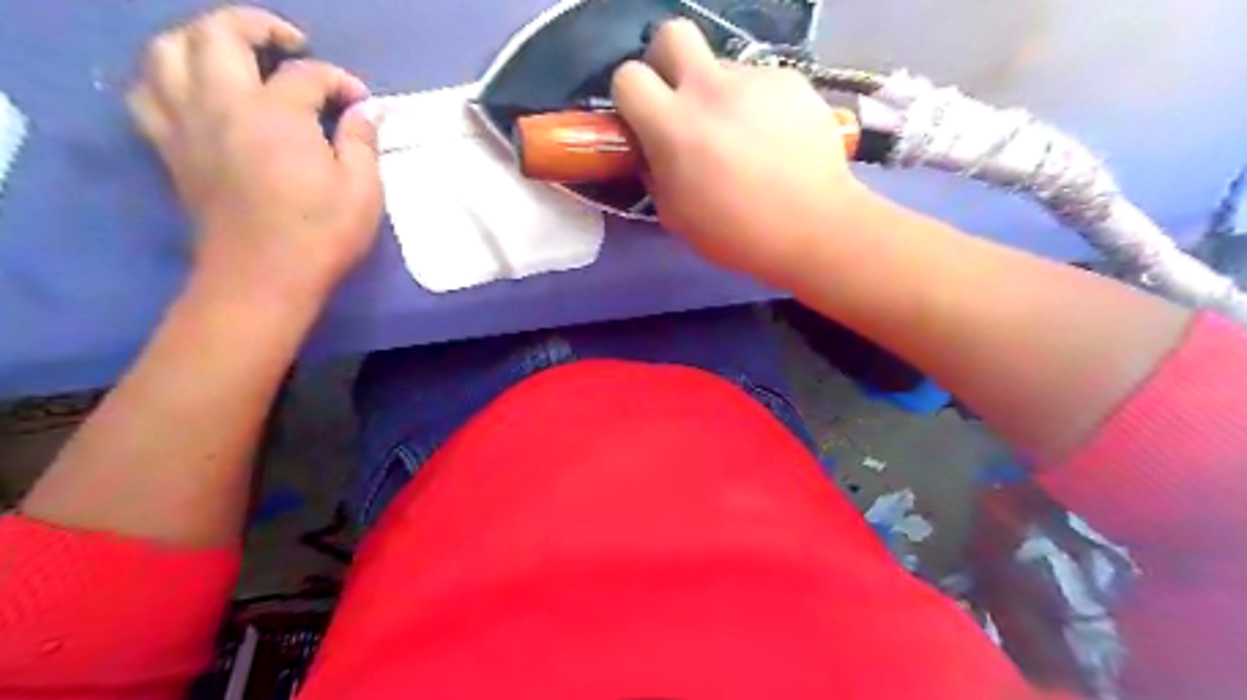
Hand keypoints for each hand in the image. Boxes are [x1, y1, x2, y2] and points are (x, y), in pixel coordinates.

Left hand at [127, 5, 381, 299]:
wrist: (263, 276)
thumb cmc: (321, 234)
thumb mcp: (362, 191)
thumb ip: (362, 142)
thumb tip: (367, 111)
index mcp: (276, 114)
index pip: (306, 74)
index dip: (340, 81)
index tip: (362, 103)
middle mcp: (221, 104)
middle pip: (219, 33)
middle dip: (258, 26)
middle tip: (291, 44)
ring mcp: (187, 123)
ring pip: (169, 51)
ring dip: (202, 40)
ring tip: (235, 55)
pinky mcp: (171, 148)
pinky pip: (148, 92)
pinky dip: (168, 77)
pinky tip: (195, 90)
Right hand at [612, 20, 874, 284]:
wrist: (813, 227)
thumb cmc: (737, 233)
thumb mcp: (675, 215)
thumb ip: (654, 172)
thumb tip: (651, 150)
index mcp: (673, 126)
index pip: (627, 76)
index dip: (630, 96)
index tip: (643, 118)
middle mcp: (710, 88)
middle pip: (672, 33)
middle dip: (667, 60)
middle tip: (680, 99)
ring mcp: (755, 79)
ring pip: (722, 65)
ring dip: (719, 93)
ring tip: (743, 136)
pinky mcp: (791, 80)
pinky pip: (760, 82)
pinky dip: (758, 104)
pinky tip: (774, 139)